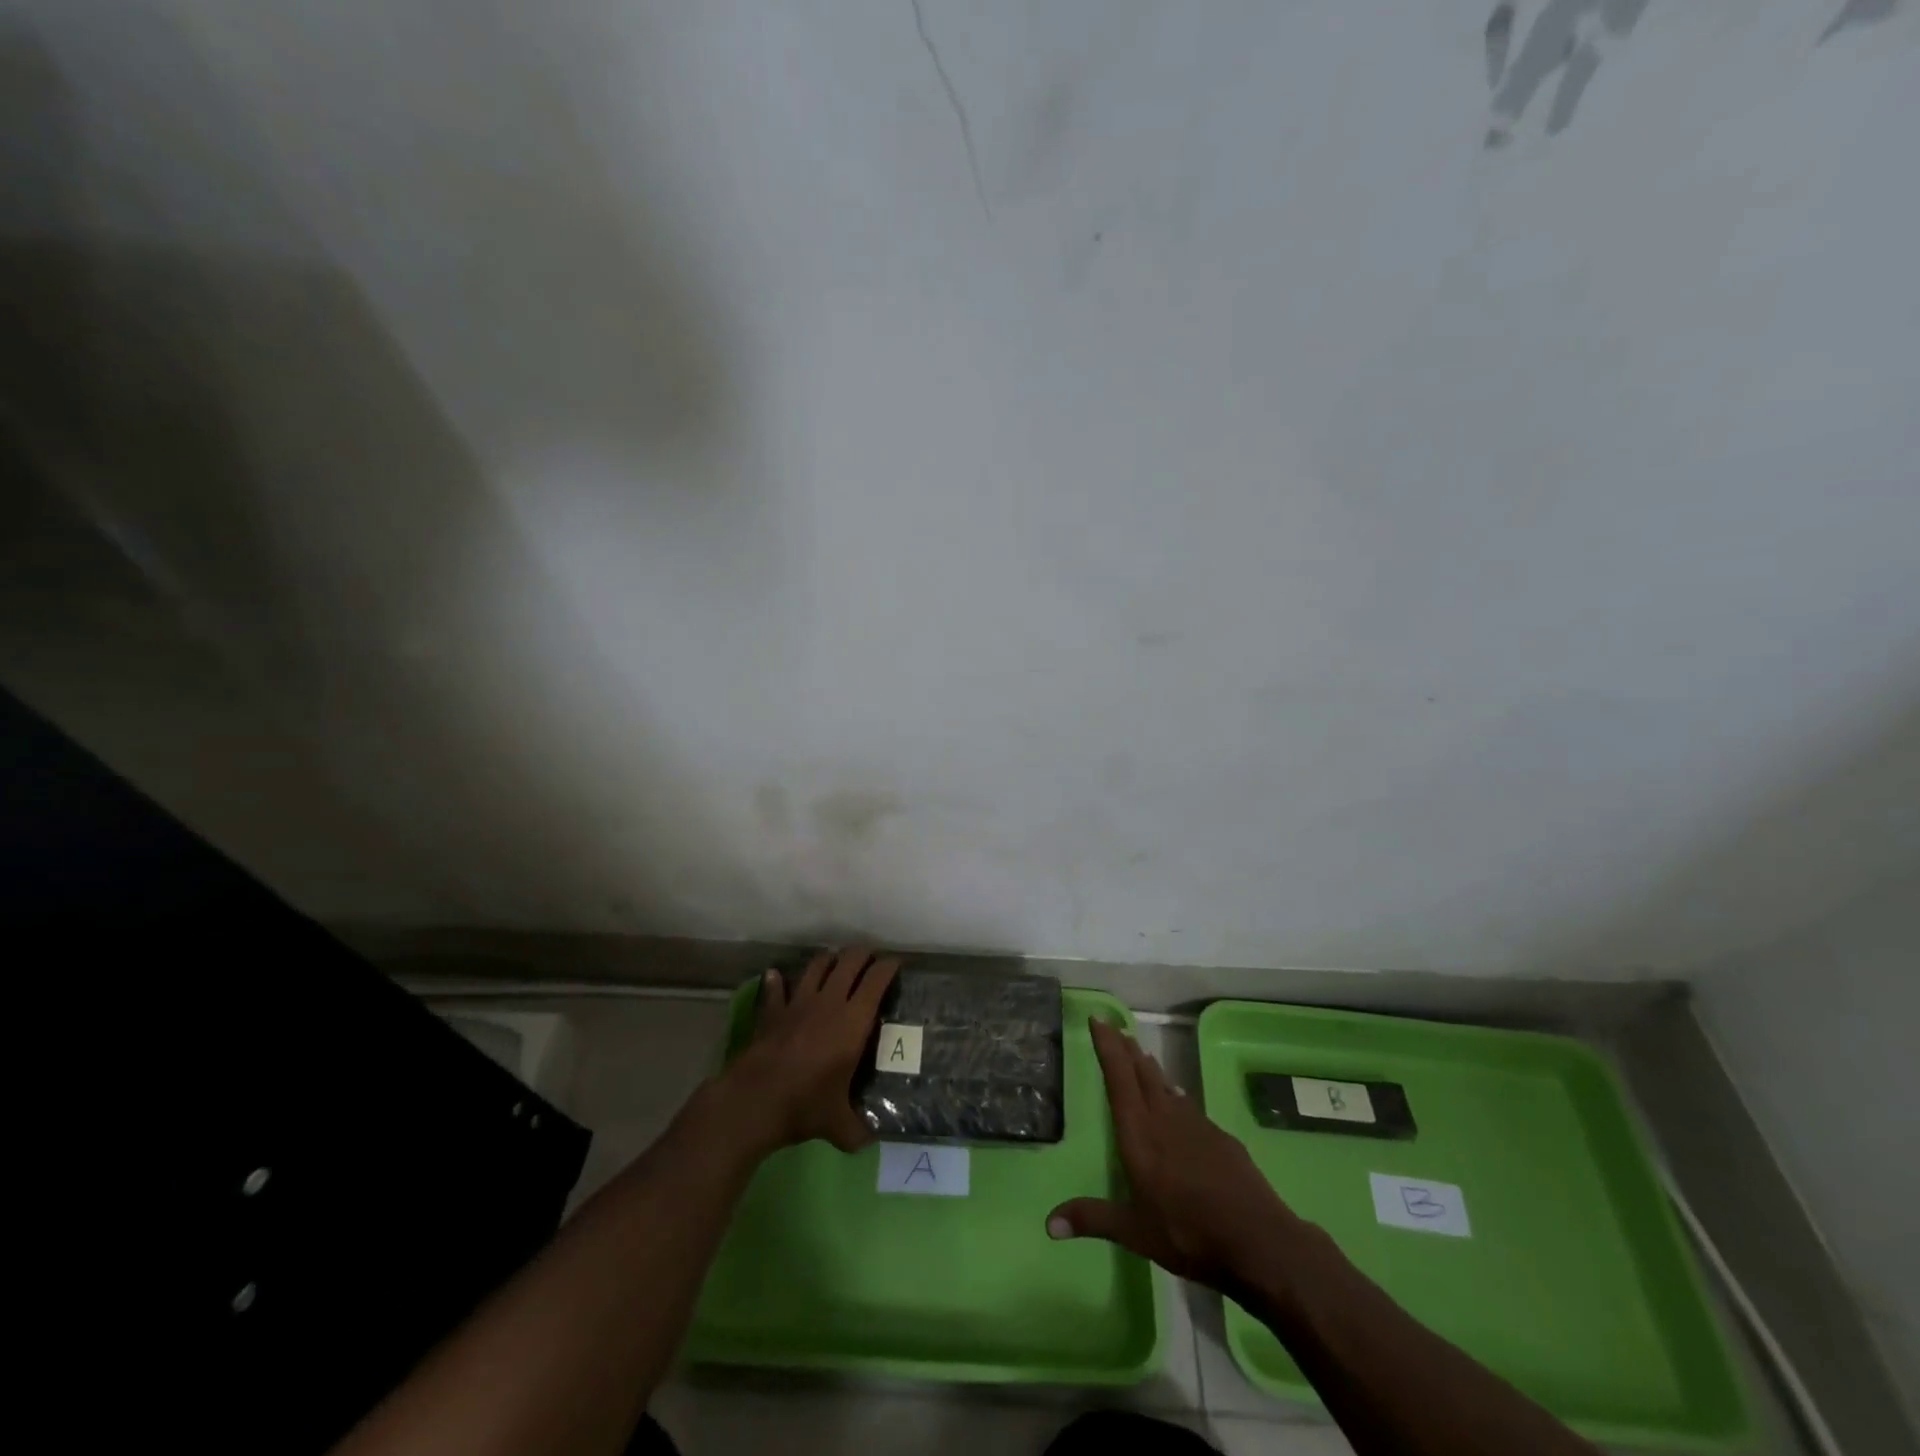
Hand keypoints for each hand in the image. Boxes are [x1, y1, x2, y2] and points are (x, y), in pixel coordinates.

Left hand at [721, 947, 898, 1153]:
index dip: (889, 967)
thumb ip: (858, 1131)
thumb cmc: (805, 1105)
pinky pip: (776, 987)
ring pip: (817, 965)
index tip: (896, 965)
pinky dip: (778, 980)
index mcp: (853, 1021)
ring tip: (836, 963)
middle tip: (871, 960)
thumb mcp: (839, 1125)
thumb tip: (872, 1142)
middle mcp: (829, 1001)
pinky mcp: (773, 1010)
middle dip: (863, 954)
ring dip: (829, 960)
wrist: (755, 1101)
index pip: (876, 980)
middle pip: (849, 961)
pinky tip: (777, 976)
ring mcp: (798, 1002)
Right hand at [1047, 1018, 1296, 1290]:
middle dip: (1127, 1049)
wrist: (1258, 1240)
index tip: (1099, 1019)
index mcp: (1140, 1133)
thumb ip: (1093, 1219)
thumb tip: (1049, 1222)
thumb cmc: (1188, 1232)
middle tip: (1116, 1028)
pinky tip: (1179, 1099)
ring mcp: (1197, 1126)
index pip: (1119, 1078)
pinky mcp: (1221, 1138)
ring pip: (1167, 1086)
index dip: (1108, 1047)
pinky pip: (1190, 1106)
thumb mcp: (1135, 1232)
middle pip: (1142, 1073)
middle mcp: (1166, 1119)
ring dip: (1151, 1069)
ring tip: (1142, 1055)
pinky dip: (1177, 1095)